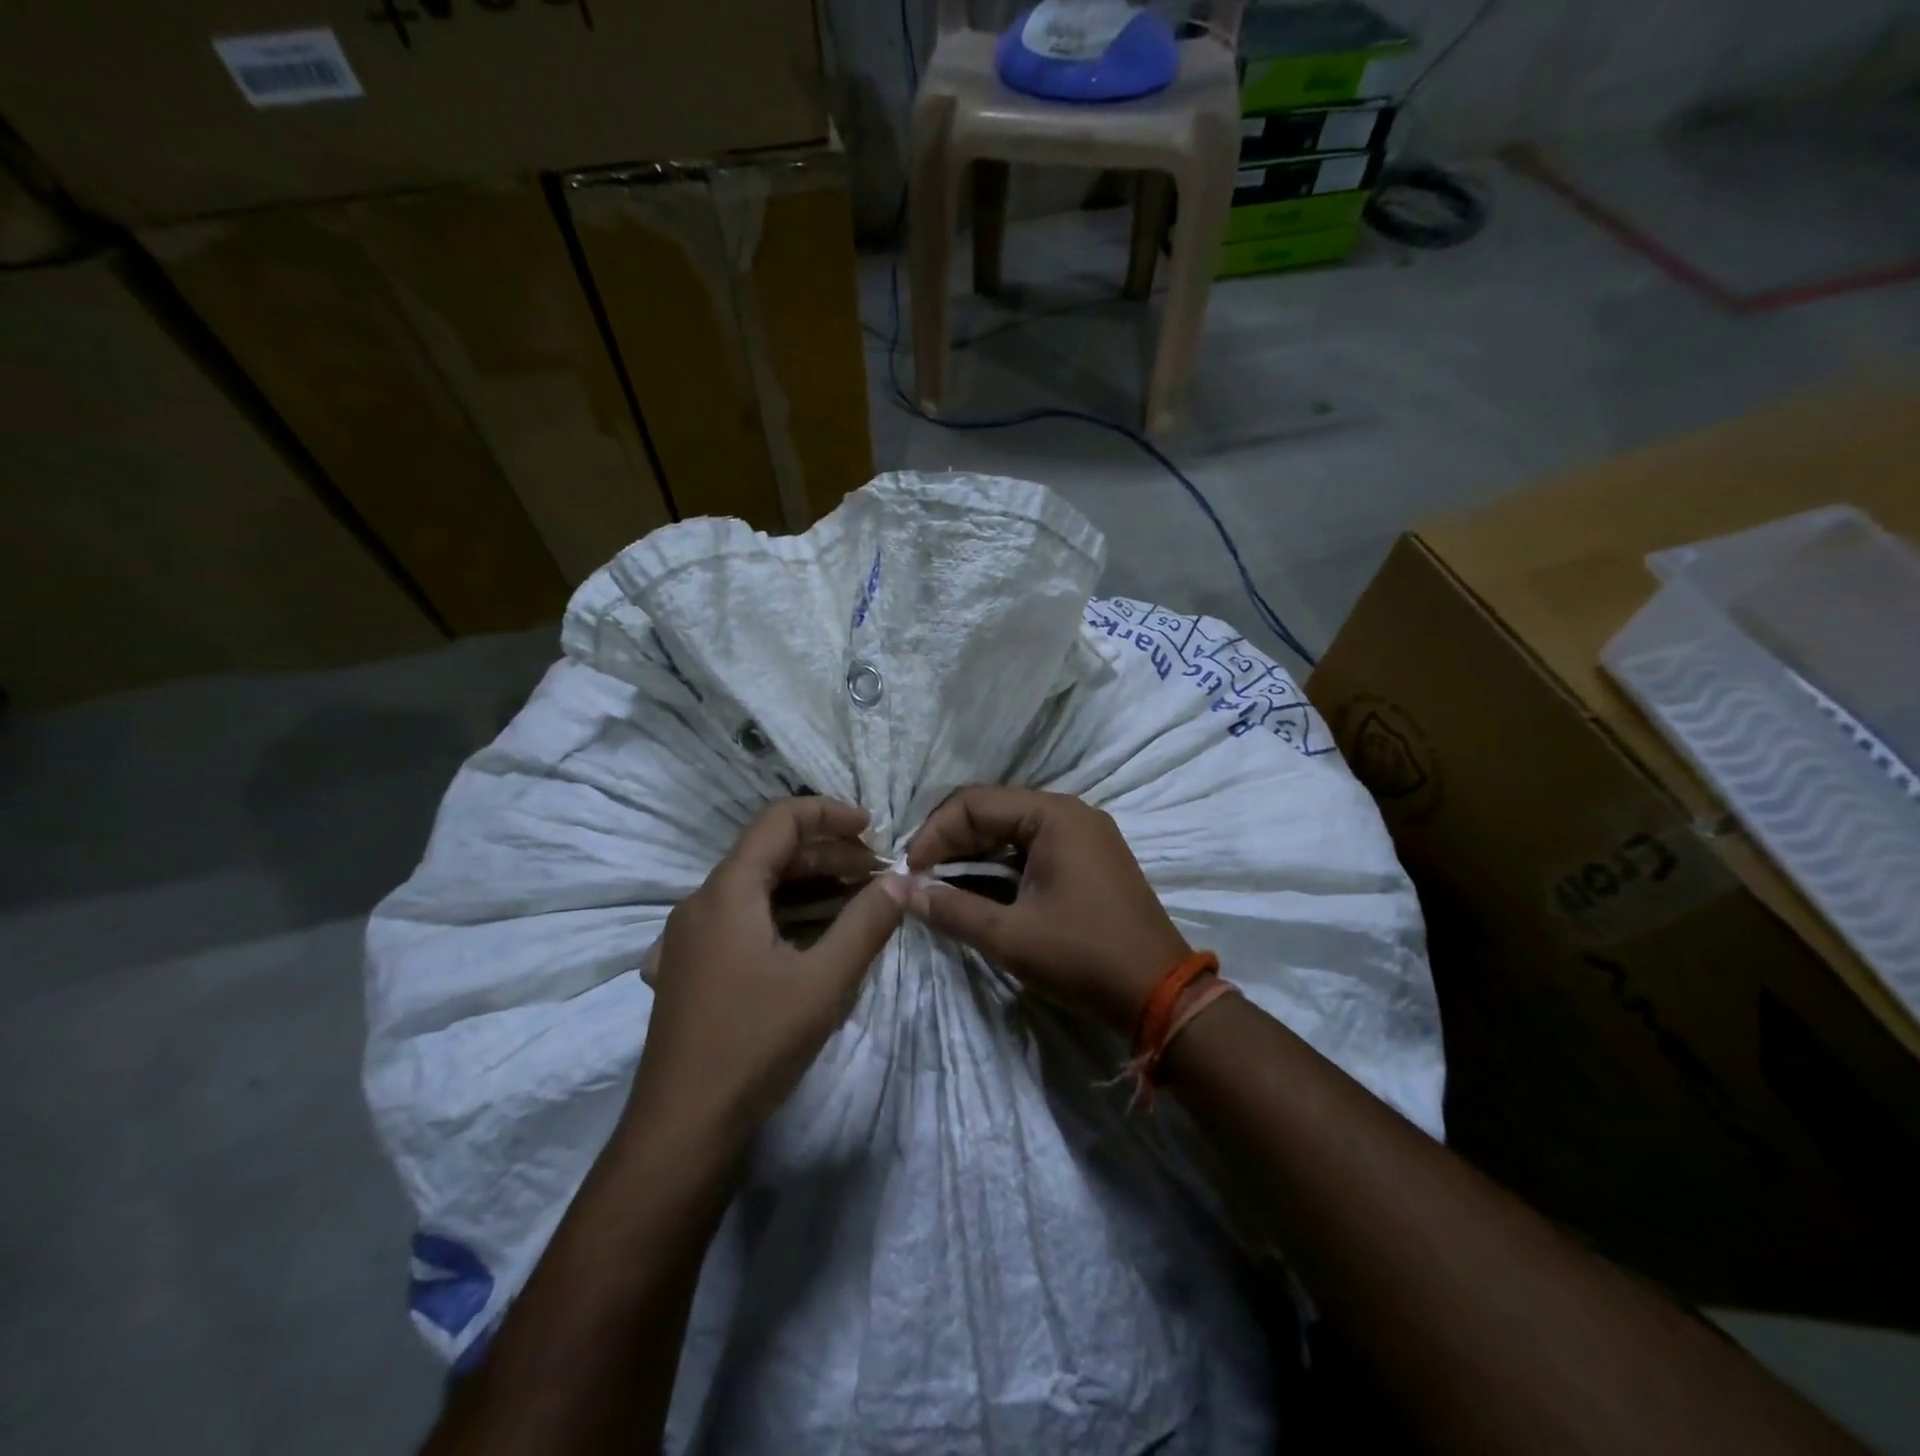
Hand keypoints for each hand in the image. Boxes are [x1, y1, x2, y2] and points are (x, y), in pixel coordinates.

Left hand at [632, 798, 908, 1137]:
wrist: (682, 1129)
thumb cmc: (755, 1044)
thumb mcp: (826, 981)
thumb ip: (868, 923)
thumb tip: (903, 880)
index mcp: (727, 891)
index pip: (780, 820)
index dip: (830, 813)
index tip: (875, 828)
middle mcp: (702, 902)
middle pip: (770, 854)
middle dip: (829, 855)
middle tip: (878, 876)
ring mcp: (691, 936)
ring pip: (758, 888)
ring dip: (810, 886)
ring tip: (858, 902)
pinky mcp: (693, 966)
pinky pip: (744, 919)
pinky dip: (785, 913)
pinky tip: (815, 938)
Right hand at [905, 787, 1188, 1034]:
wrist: (1160, 994)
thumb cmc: (1083, 956)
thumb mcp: (1010, 936)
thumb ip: (952, 909)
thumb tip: (902, 891)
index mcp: (1053, 815)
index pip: (974, 802)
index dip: (934, 833)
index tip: (910, 871)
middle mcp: (1069, 813)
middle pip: (992, 811)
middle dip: (951, 842)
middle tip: (920, 879)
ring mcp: (1082, 836)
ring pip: (1010, 831)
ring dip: (972, 855)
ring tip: (940, 886)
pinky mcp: (1087, 860)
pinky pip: (1032, 849)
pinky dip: (1000, 867)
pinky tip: (977, 891)